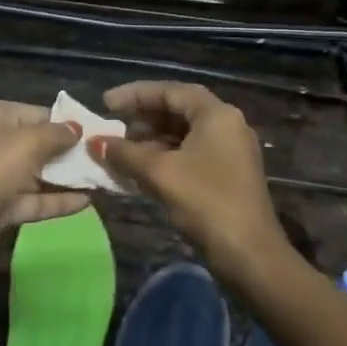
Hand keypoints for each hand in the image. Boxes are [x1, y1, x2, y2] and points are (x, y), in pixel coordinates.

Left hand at [0, 100, 90, 283]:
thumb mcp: (25, 144)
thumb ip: (55, 136)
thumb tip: (77, 129)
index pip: (36, 113)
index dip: (67, 123)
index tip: (99, 133)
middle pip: (37, 144)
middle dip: (70, 153)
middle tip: (108, 159)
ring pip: (36, 175)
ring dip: (67, 179)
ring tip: (105, 180)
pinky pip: (31, 200)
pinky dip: (56, 201)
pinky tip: (88, 202)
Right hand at [92, 82, 285, 280]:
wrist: (249, 254)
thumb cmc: (206, 202)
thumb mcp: (159, 173)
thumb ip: (125, 153)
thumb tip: (96, 142)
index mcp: (216, 115)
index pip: (171, 91)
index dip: (135, 94)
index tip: (106, 103)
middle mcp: (227, 125)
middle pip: (179, 110)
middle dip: (143, 116)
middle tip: (113, 124)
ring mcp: (230, 150)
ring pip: (184, 133)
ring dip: (152, 139)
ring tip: (122, 149)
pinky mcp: (228, 173)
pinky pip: (190, 153)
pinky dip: (165, 156)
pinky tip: (141, 169)